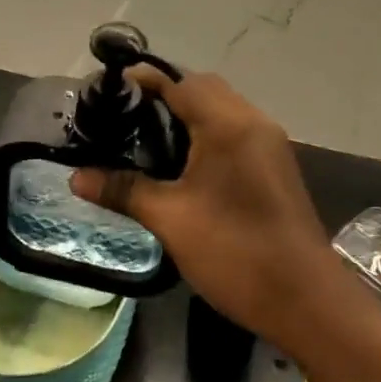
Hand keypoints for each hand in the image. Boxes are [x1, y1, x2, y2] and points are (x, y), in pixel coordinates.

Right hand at [70, 67, 343, 345]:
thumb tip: (76, 177)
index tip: (107, 91)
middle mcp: (253, 122)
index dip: (142, 82)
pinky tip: (184, 165)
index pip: (179, 82)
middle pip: (204, 88)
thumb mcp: (170, 220)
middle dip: (165, 95)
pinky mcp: (276, 166)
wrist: (305, 299)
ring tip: (147, 139)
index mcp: (228, 125)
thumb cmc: (234, 252)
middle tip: (125, 118)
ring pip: (223, 110)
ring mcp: (270, 144)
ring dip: (189, 114)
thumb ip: (124, 190)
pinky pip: (237, 132)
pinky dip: (208, 133)